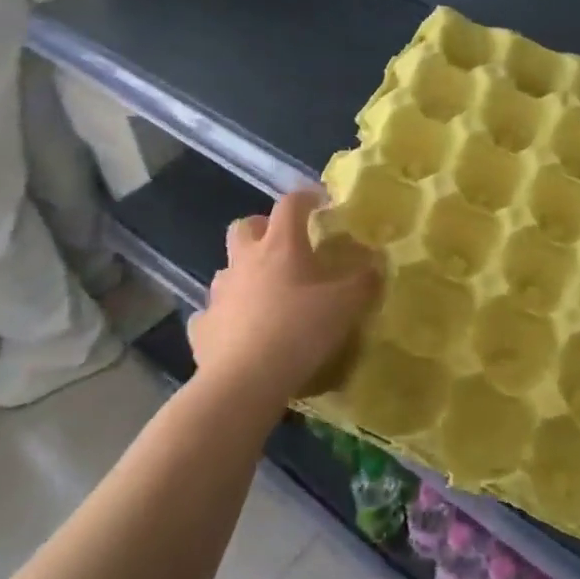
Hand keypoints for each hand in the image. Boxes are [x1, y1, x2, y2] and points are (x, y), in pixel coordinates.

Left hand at [189, 190, 380, 404]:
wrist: (245, 380)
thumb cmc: (299, 331)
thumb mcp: (346, 305)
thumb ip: (364, 281)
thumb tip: (377, 263)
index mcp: (280, 246)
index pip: (290, 204)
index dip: (306, 198)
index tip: (320, 203)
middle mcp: (244, 261)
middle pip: (244, 226)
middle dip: (262, 227)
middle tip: (284, 244)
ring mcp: (218, 293)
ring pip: (227, 268)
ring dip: (244, 272)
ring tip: (265, 292)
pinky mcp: (202, 326)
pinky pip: (212, 313)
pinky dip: (225, 316)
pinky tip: (238, 331)